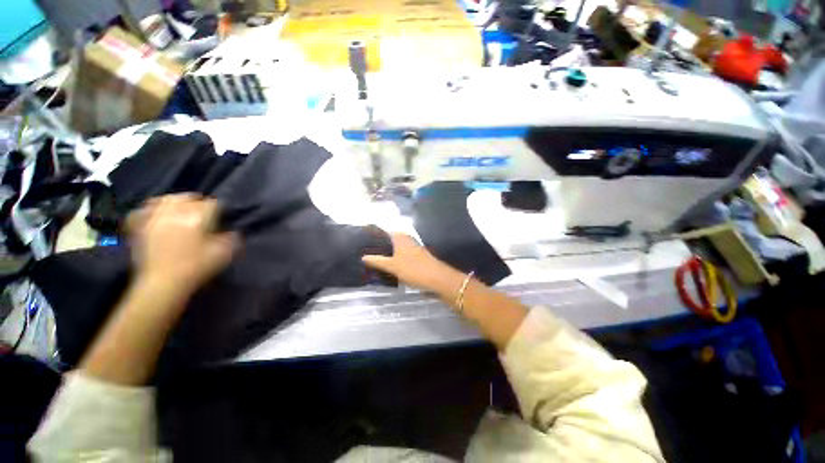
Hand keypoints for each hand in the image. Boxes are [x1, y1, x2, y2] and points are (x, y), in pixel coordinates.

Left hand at [127, 194, 237, 296]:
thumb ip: (231, 238)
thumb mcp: (224, 253)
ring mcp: (154, 218)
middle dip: (197, 202)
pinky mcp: (139, 227)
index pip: (213, 203)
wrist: (163, 284)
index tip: (223, 218)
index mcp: (197, 216)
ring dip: (175, 202)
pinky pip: (143, 210)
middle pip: (188, 197)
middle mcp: (174, 212)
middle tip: (203, 213)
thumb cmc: (196, 267)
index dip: (220, 209)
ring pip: (165, 199)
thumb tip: (232, 231)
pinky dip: (151, 209)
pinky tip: (157, 214)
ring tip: (181, 210)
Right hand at [362, 233, 460, 294]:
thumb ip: (377, 261)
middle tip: (364, 249)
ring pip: (394, 246)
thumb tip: (363, 257)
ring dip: (385, 250)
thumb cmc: (413, 269)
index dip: (373, 233)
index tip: (362, 237)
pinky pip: (400, 252)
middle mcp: (406, 238)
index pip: (384, 230)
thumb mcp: (392, 266)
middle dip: (378, 243)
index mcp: (399, 236)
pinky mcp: (415, 254)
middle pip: (389, 238)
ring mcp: (411, 246)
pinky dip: (393, 256)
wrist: (437, 278)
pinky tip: (387, 262)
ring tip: (372, 256)